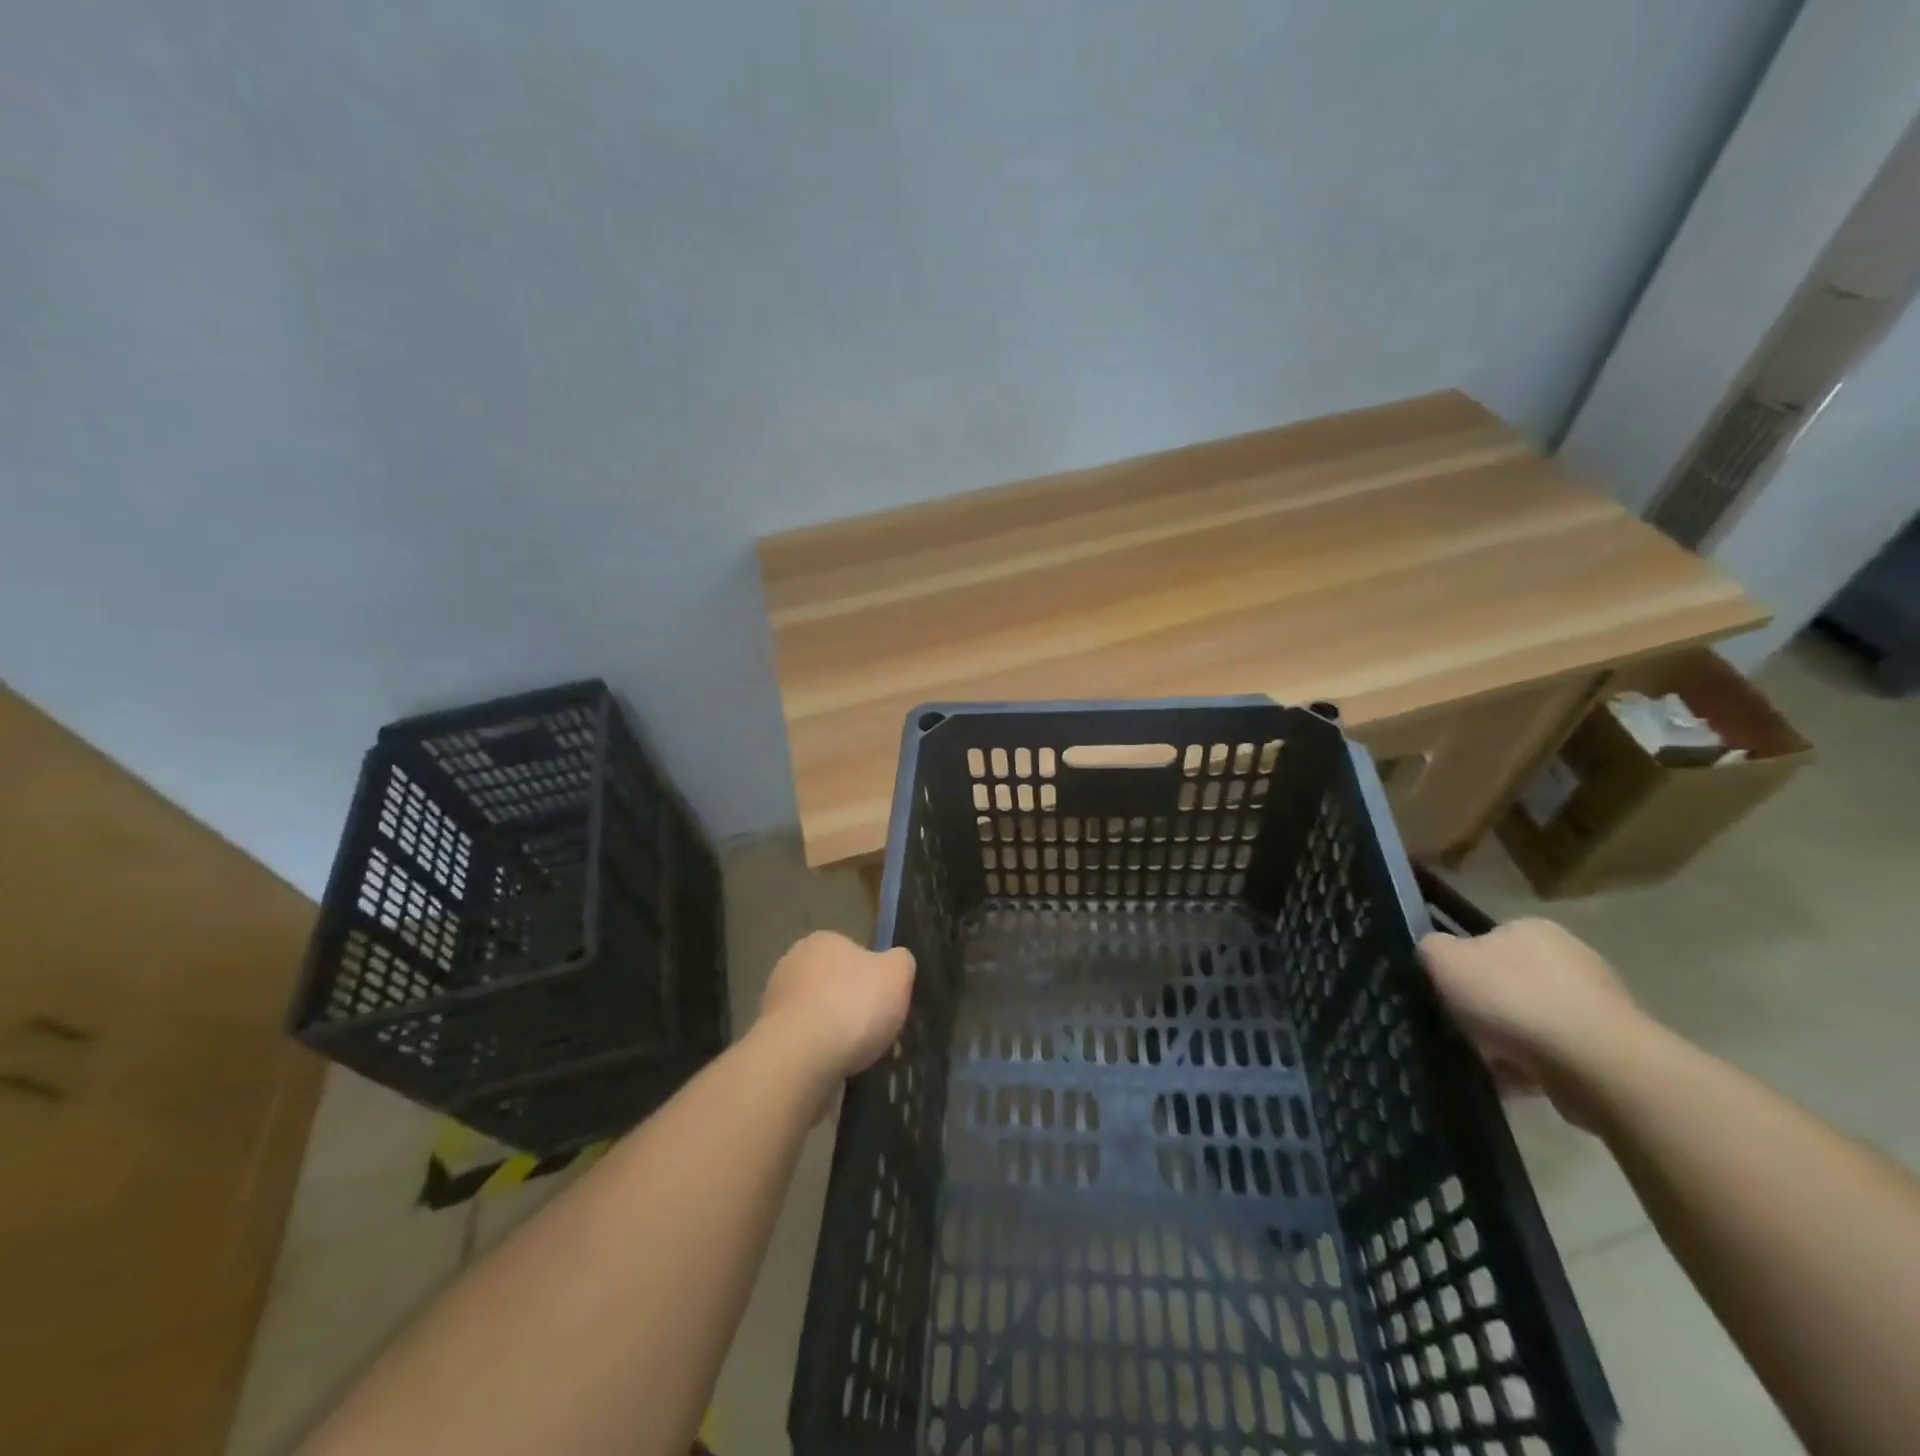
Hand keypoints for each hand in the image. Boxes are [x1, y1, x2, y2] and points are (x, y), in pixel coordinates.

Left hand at [757, 931, 915, 1082]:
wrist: (802, 1059)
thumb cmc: (853, 1005)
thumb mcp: (898, 973)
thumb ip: (901, 961)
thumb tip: (895, 962)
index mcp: (821, 941)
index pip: (852, 951)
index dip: (871, 975)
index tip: (883, 999)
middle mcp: (792, 964)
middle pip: (832, 982)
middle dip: (850, 1003)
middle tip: (873, 1027)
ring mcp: (776, 1002)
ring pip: (817, 1014)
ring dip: (833, 1030)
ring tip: (857, 1054)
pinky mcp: (769, 1039)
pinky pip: (804, 1042)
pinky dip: (818, 1053)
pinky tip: (834, 1068)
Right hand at [1419, 918, 1646, 1127]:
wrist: (1597, 1064)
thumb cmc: (1513, 999)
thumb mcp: (1444, 960)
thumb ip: (1430, 948)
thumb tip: (1435, 954)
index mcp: (1531, 928)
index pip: (1484, 941)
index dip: (1461, 969)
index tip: (1447, 996)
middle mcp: (1569, 957)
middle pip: (1507, 983)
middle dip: (1485, 1008)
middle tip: (1463, 1031)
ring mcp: (1597, 1004)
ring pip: (1531, 1021)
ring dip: (1508, 1042)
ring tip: (1488, 1064)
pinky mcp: (1612, 1048)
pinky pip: (1556, 1054)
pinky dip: (1534, 1067)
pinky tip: (1516, 1083)